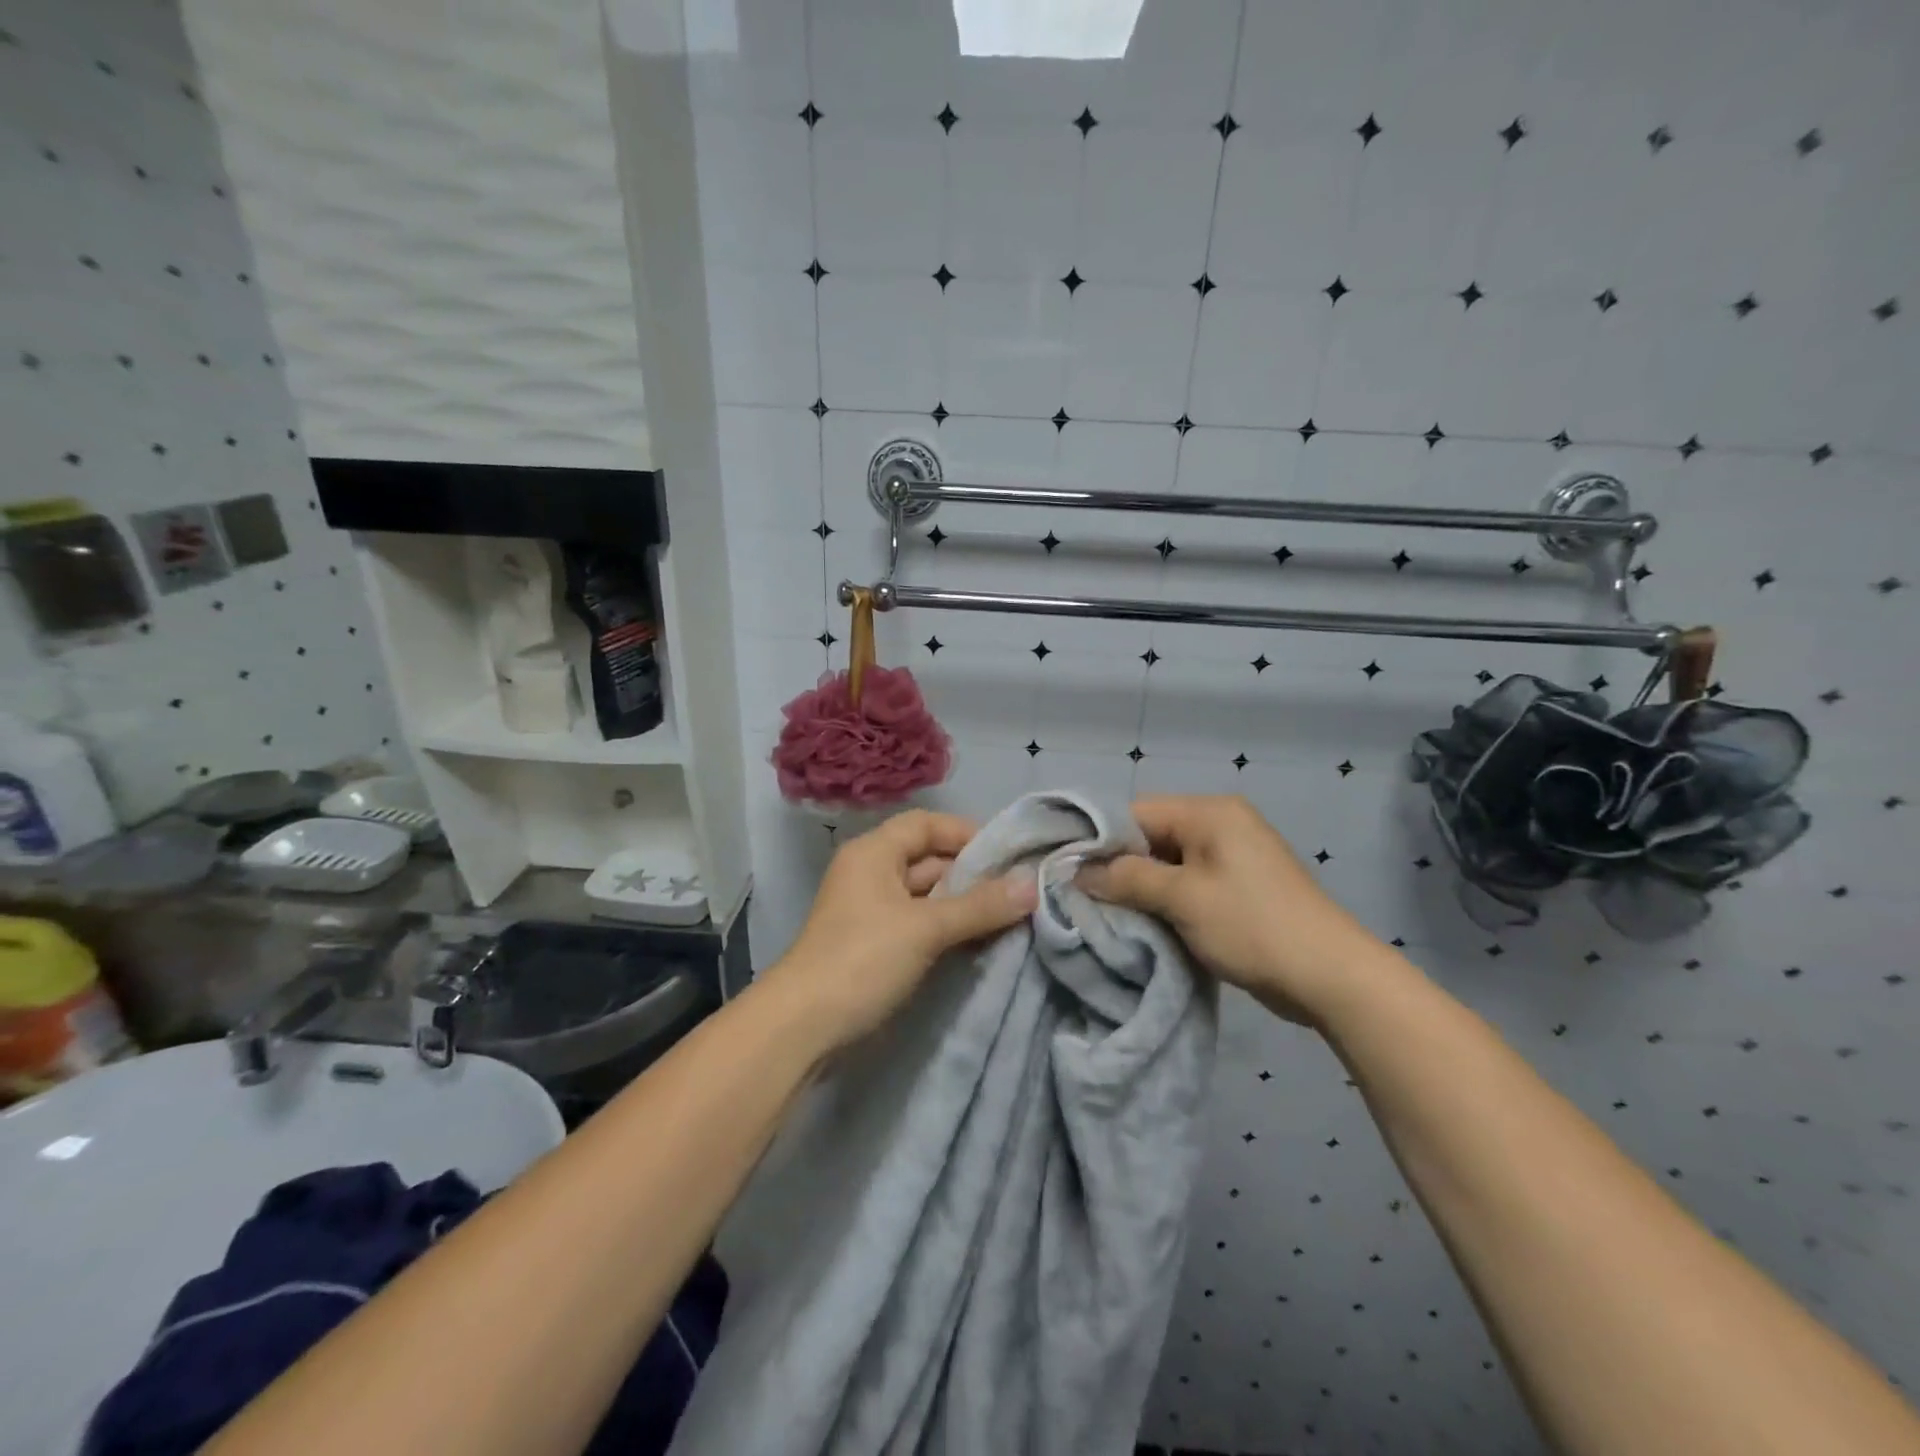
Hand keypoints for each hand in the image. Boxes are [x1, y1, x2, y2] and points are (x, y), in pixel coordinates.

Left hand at [759, 810, 1036, 1054]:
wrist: (803, 1027)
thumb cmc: (863, 959)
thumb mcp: (926, 928)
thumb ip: (980, 905)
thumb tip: (1032, 884)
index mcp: (874, 852)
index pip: (926, 824)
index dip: (966, 833)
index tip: (1008, 854)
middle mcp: (872, 874)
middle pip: (929, 860)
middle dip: (973, 874)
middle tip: (1021, 890)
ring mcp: (873, 912)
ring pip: (928, 896)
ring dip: (965, 905)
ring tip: (1012, 916)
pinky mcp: (877, 946)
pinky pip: (921, 925)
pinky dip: (949, 929)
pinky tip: (982, 941)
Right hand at [1077, 795, 1392, 1024]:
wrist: (1331, 976)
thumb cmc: (1252, 926)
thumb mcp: (1182, 898)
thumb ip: (1126, 878)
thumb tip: (1078, 871)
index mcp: (1209, 812)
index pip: (1134, 812)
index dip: (1097, 839)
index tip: (1066, 870)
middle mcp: (1219, 824)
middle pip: (1149, 835)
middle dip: (1117, 866)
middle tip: (1081, 896)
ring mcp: (1231, 856)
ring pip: (1165, 862)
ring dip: (1138, 886)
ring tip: (1104, 912)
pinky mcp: (1236, 886)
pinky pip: (1186, 882)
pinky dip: (1163, 899)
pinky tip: (1140, 921)